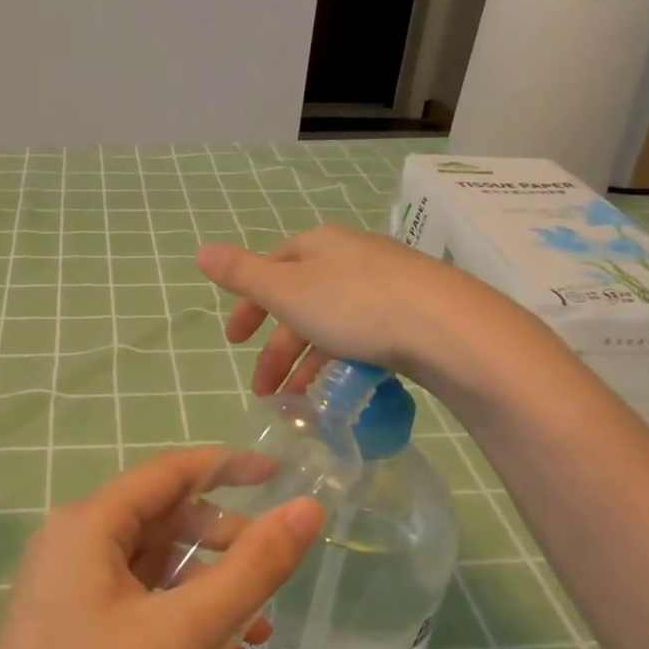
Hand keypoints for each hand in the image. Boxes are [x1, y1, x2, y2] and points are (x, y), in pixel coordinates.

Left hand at [0, 449, 323, 648]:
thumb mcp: (184, 634)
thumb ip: (252, 568)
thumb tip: (307, 509)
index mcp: (88, 525)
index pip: (169, 472)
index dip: (228, 466)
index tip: (280, 475)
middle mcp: (72, 545)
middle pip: (163, 519)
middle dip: (224, 543)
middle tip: (273, 575)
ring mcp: (68, 591)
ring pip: (155, 568)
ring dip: (209, 590)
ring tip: (259, 631)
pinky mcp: (71, 633)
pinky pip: (139, 606)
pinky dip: (183, 621)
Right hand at [197, 224, 499, 395]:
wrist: (446, 328)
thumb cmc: (354, 305)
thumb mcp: (287, 290)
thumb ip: (242, 274)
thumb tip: (202, 251)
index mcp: (318, 245)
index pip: (272, 269)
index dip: (249, 305)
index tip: (234, 342)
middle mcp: (351, 257)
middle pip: (300, 301)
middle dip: (276, 348)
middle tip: (262, 391)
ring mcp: (386, 284)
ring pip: (331, 324)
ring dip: (306, 363)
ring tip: (297, 403)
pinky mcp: (412, 314)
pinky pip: (363, 336)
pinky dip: (342, 362)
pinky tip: (340, 390)